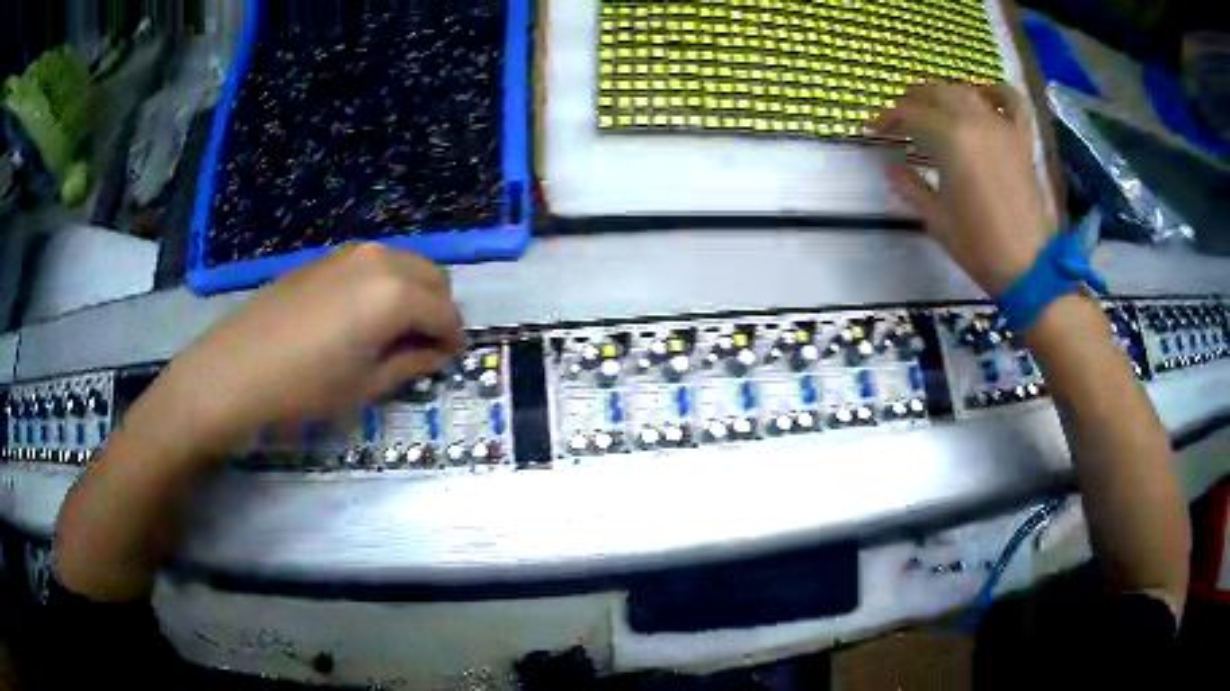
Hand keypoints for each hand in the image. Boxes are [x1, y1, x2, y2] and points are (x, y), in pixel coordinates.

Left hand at [163, 243, 463, 444]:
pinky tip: (360, 317)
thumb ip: (411, 363)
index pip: (446, 313)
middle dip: (438, 310)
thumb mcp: (365, 386)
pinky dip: (385, 285)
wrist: (235, 369)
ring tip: (392, 333)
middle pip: (434, 277)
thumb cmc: (304, 388)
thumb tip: (437, 353)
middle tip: (422, 347)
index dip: (453, 340)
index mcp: (395, 294)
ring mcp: (351, 252)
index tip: (448, 361)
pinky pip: (375, 264)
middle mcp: (380, 259)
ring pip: (405, 264)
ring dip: (413, 294)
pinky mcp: (327, 256)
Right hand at [871, 82, 1051, 294]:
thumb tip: (891, 167)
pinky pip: (1012, 101)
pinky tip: (984, 95)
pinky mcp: (1022, 139)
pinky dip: (996, 91)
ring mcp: (1001, 127)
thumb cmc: (979, 246)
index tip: (873, 128)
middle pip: (935, 93)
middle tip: (900, 117)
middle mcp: (974, 121)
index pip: (909, 115)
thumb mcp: (936, 219)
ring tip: (933, 107)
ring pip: (965, 92)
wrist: (1029, 268)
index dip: (887, 119)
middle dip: (912, 101)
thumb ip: (910, 186)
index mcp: (949, 140)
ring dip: (943, 94)